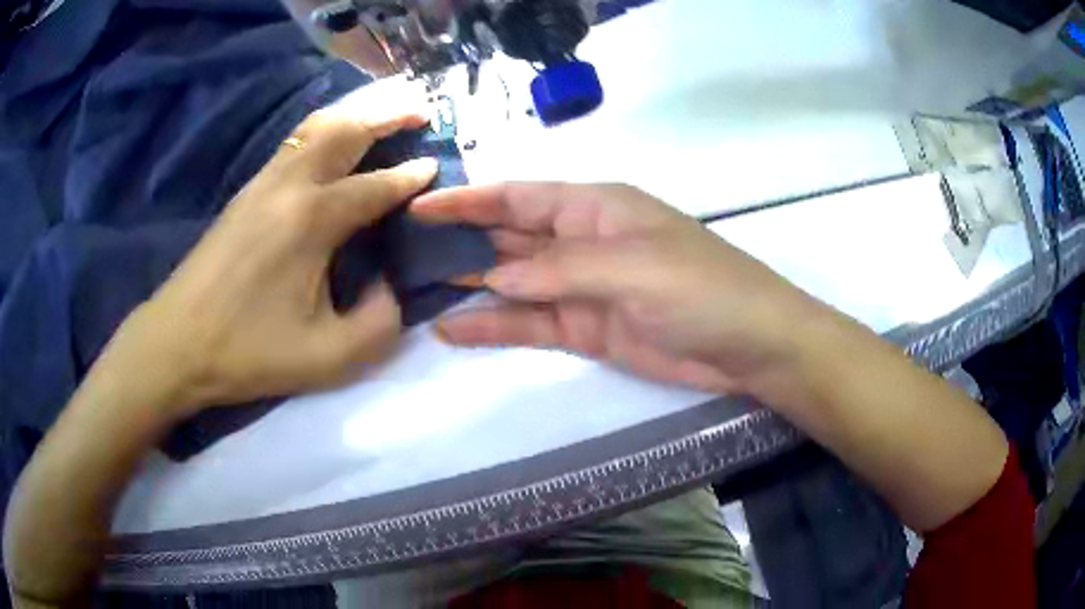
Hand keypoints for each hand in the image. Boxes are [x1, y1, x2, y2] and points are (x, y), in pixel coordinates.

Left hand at [127, 80, 437, 412]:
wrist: (177, 343)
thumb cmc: (248, 353)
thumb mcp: (327, 359)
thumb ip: (379, 324)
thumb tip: (391, 288)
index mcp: (311, 221)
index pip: (375, 185)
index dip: (410, 176)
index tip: (436, 166)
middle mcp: (289, 186)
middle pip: (345, 129)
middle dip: (388, 113)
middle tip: (422, 108)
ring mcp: (262, 183)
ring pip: (315, 126)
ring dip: (356, 112)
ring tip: (384, 111)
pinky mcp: (246, 192)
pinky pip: (294, 141)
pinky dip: (325, 128)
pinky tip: (334, 141)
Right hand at [411, 182, 828, 396]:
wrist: (747, 346)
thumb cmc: (700, 288)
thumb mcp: (631, 267)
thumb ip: (558, 269)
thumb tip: (492, 278)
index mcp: (593, 207)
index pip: (518, 197)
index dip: (469, 199)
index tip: (421, 205)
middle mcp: (580, 241)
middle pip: (508, 237)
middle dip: (460, 241)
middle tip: (405, 252)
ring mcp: (580, 288)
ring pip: (512, 282)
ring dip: (468, 285)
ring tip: (416, 290)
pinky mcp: (584, 329)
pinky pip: (529, 324)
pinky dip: (492, 326)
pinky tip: (452, 331)